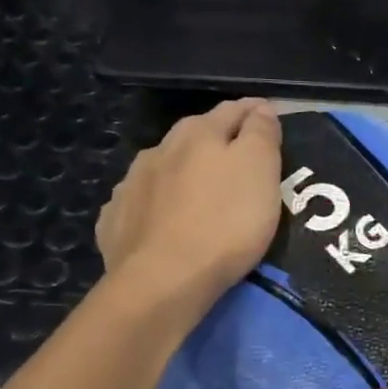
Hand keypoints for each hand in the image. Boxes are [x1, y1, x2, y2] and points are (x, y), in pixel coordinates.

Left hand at [96, 99, 282, 306]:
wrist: (163, 280)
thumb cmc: (225, 223)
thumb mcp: (259, 171)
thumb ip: (261, 134)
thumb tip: (260, 108)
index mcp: (198, 133)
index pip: (233, 111)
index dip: (255, 112)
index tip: (270, 117)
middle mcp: (159, 150)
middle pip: (195, 136)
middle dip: (216, 140)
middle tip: (238, 157)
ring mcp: (131, 185)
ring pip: (163, 167)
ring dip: (182, 171)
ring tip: (197, 189)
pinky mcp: (116, 221)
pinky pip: (140, 202)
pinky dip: (155, 203)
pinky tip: (161, 219)